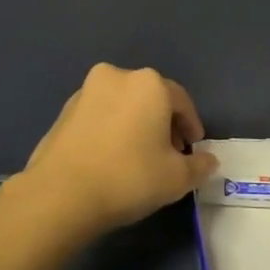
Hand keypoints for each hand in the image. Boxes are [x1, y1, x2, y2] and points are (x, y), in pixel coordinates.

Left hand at [18, 64, 216, 233]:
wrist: (61, 193)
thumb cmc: (128, 177)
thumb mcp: (176, 178)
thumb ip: (199, 166)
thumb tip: (209, 160)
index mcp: (149, 84)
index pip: (181, 101)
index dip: (191, 126)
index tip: (193, 149)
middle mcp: (117, 76)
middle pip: (151, 98)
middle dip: (163, 123)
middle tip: (170, 153)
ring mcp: (86, 90)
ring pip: (123, 104)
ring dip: (136, 124)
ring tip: (140, 156)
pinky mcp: (64, 109)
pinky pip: (100, 115)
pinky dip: (111, 128)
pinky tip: (112, 157)